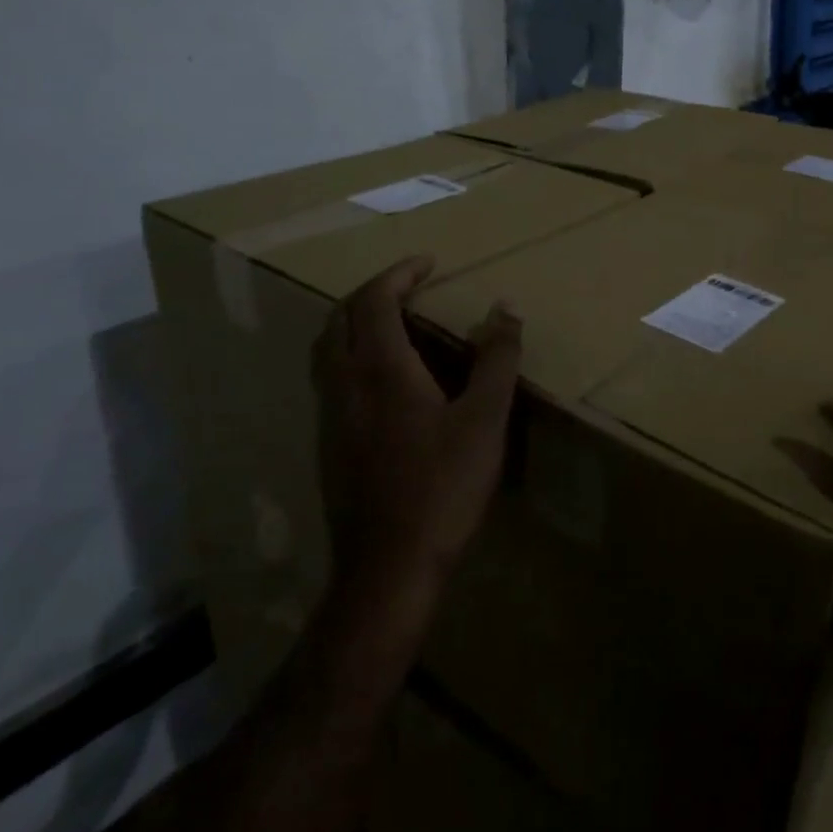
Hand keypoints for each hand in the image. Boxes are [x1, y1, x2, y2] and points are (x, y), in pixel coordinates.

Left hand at [312, 255, 522, 596]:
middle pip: (338, 318)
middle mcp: (344, 386)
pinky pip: (330, 379)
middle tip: (407, 285)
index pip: (374, 300)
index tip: (428, 262)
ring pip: (326, 350)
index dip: (399, 273)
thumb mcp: (485, 419)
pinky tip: (384, 380)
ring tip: (393, 322)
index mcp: (380, 371)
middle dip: (371, 292)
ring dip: (355, 322)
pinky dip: (351, 355)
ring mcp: (330, 418)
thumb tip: (506, 307)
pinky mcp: (329, 447)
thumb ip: (497, 359)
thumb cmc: (442, 487)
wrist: (387, 569)